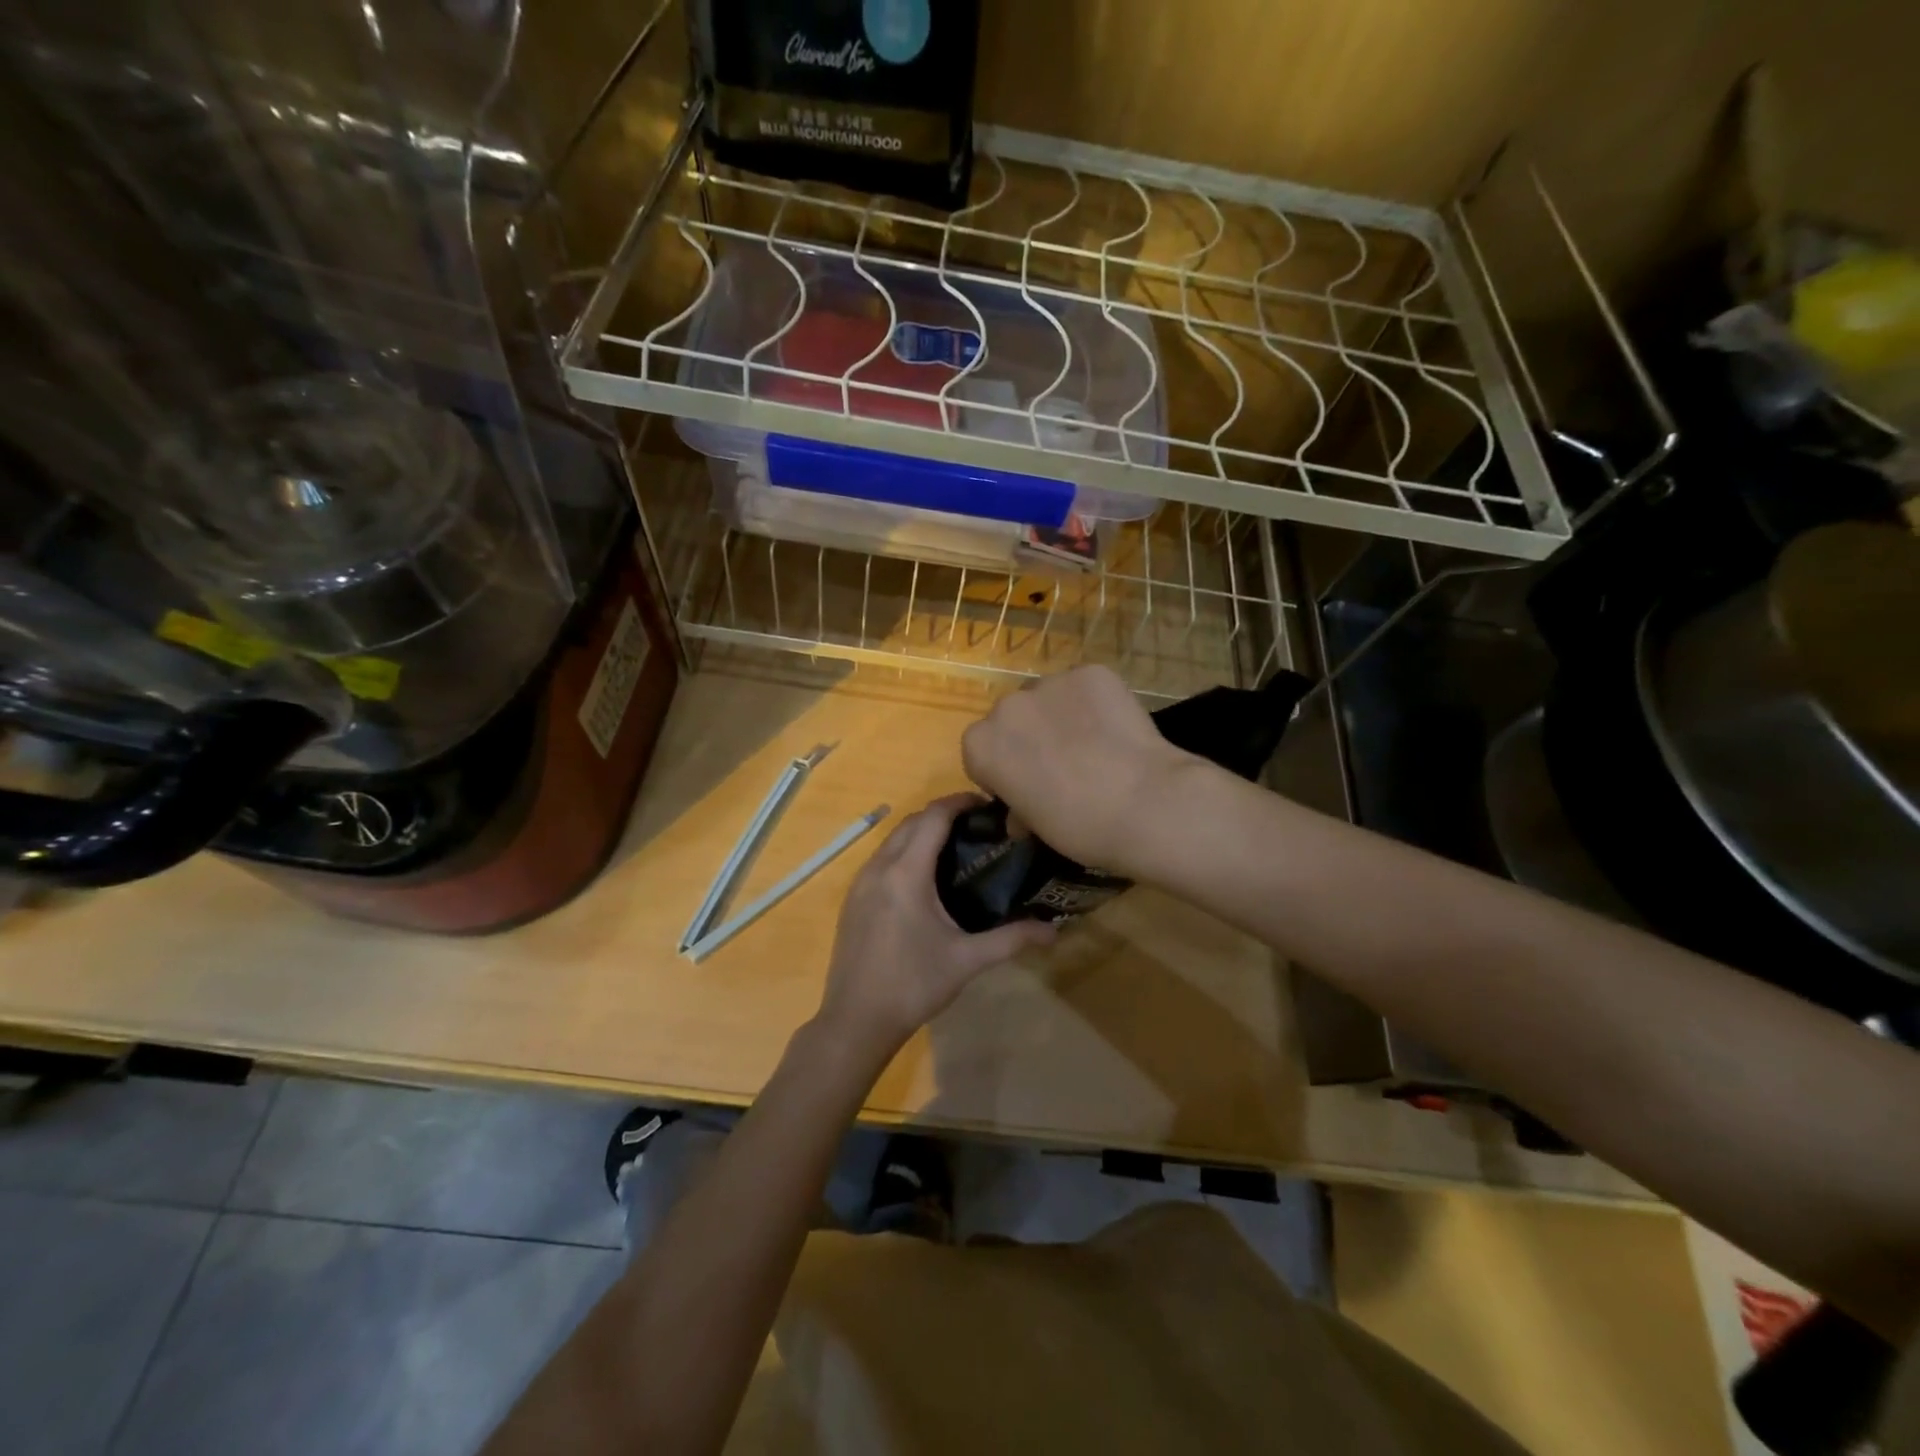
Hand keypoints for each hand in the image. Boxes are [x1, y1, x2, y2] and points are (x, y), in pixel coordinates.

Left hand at [816, 794, 1054, 1058]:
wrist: (856, 1020)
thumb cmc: (914, 985)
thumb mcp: (967, 960)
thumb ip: (1012, 939)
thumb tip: (1054, 930)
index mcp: (906, 873)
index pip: (933, 817)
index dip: (959, 802)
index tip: (987, 804)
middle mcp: (879, 868)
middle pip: (911, 822)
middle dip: (942, 814)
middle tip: (977, 826)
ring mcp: (860, 883)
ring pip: (892, 840)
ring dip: (920, 832)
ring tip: (954, 847)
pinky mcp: (852, 899)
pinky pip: (880, 859)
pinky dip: (903, 852)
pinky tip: (923, 878)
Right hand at [960, 666, 1197, 875]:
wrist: (1142, 804)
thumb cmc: (1078, 827)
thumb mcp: (1035, 826)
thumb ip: (1018, 808)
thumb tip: (1020, 813)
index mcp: (980, 744)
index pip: (982, 751)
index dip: (1004, 769)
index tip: (1027, 787)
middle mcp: (1006, 706)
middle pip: (1013, 718)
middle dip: (1031, 737)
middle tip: (1062, 766)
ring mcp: (1050, 683)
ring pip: (1049, 698)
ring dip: (1062, 716)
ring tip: (1095, 745)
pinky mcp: (1091, 672)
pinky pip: (1085, 687)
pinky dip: (1096, 703)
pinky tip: (1116, 729)